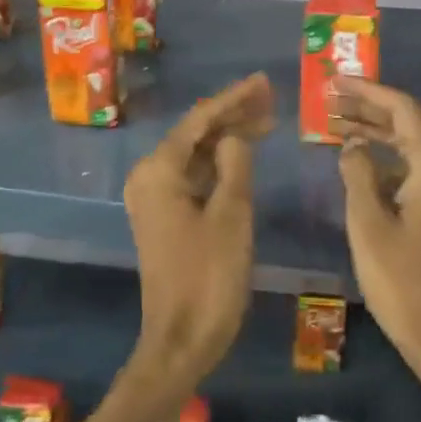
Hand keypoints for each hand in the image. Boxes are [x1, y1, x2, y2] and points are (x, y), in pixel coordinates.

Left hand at [124, 73, 273, 384]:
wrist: (181, 340)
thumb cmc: (208, 278)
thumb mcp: (231, 216)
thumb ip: (235, 165)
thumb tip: (235, 136)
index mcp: (159, 171)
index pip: (200, 120)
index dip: (234, 99)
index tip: (264, 82)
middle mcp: (149, 177)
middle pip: (195, 134)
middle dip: (232, 115)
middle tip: (272, 98)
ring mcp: (154, 198)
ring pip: (195, 155)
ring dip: (227, 138)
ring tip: (266, 120)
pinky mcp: (165, 217)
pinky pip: (193, 177)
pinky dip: (219, 165)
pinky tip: (244, 156)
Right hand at [331, 77, 420, 358]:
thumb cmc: (402, 279)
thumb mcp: (369, 223)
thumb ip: (357, 175)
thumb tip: (352, 145)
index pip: (403, 111)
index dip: (368, 91)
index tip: (335, 82)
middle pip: (406, 127)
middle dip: (367, 110)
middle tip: (327, 103)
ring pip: (408, 150)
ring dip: (374, 136)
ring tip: (334, 127)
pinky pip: (411, 173)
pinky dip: (383, 163)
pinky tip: (356, 167)